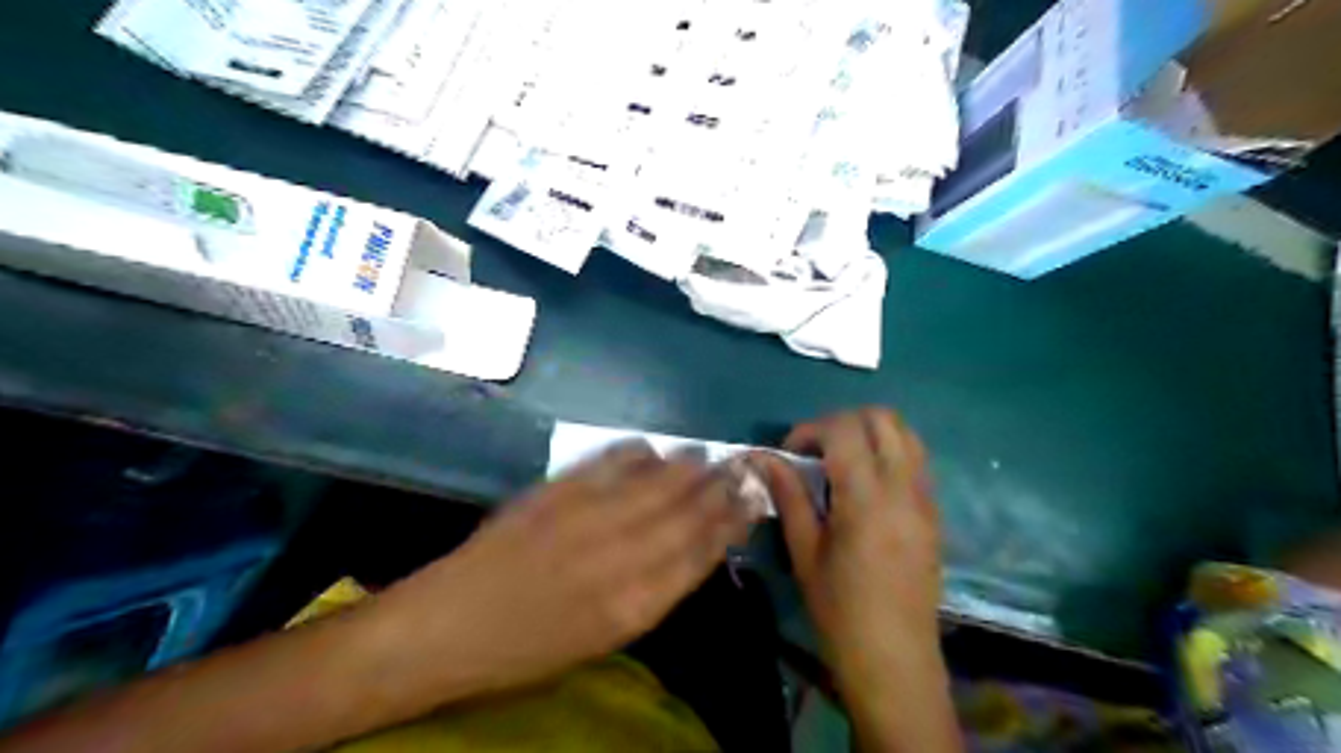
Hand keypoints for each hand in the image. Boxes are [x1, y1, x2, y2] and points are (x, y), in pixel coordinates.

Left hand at [371, 440, 759, 705]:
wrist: (453, 622)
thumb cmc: (532, 647)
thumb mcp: (605, 636)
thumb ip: (653, 590)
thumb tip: (690, 550)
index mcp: (635, 601)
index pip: (701, 550)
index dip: (731, 521)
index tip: (753, 500)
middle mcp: (620, 552)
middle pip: (687, 509)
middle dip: (721, 485)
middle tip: (744, 466)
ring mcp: (588, 513)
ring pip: (656, 480)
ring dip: (688, 464)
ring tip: (710, 454)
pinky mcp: (558, 489)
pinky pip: (611, 461)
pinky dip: (639, 452)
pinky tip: (653, 448)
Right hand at [752, 408, 951, 752]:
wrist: (895, 660)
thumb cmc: (840, 611)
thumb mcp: (804, 552)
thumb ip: (788, 495)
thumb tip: (761, 457)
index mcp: (866, 499)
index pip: (844, 430)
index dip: (811, 428)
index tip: (791, 452)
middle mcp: (903, 488)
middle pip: (883, 418)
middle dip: (843, 421)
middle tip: (816, 449)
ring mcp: (925, 499)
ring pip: (906, 433)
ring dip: (870, 432)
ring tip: (841, 460)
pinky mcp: (933, 513)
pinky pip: (916, 460)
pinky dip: (889, 451)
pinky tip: (865, 483)